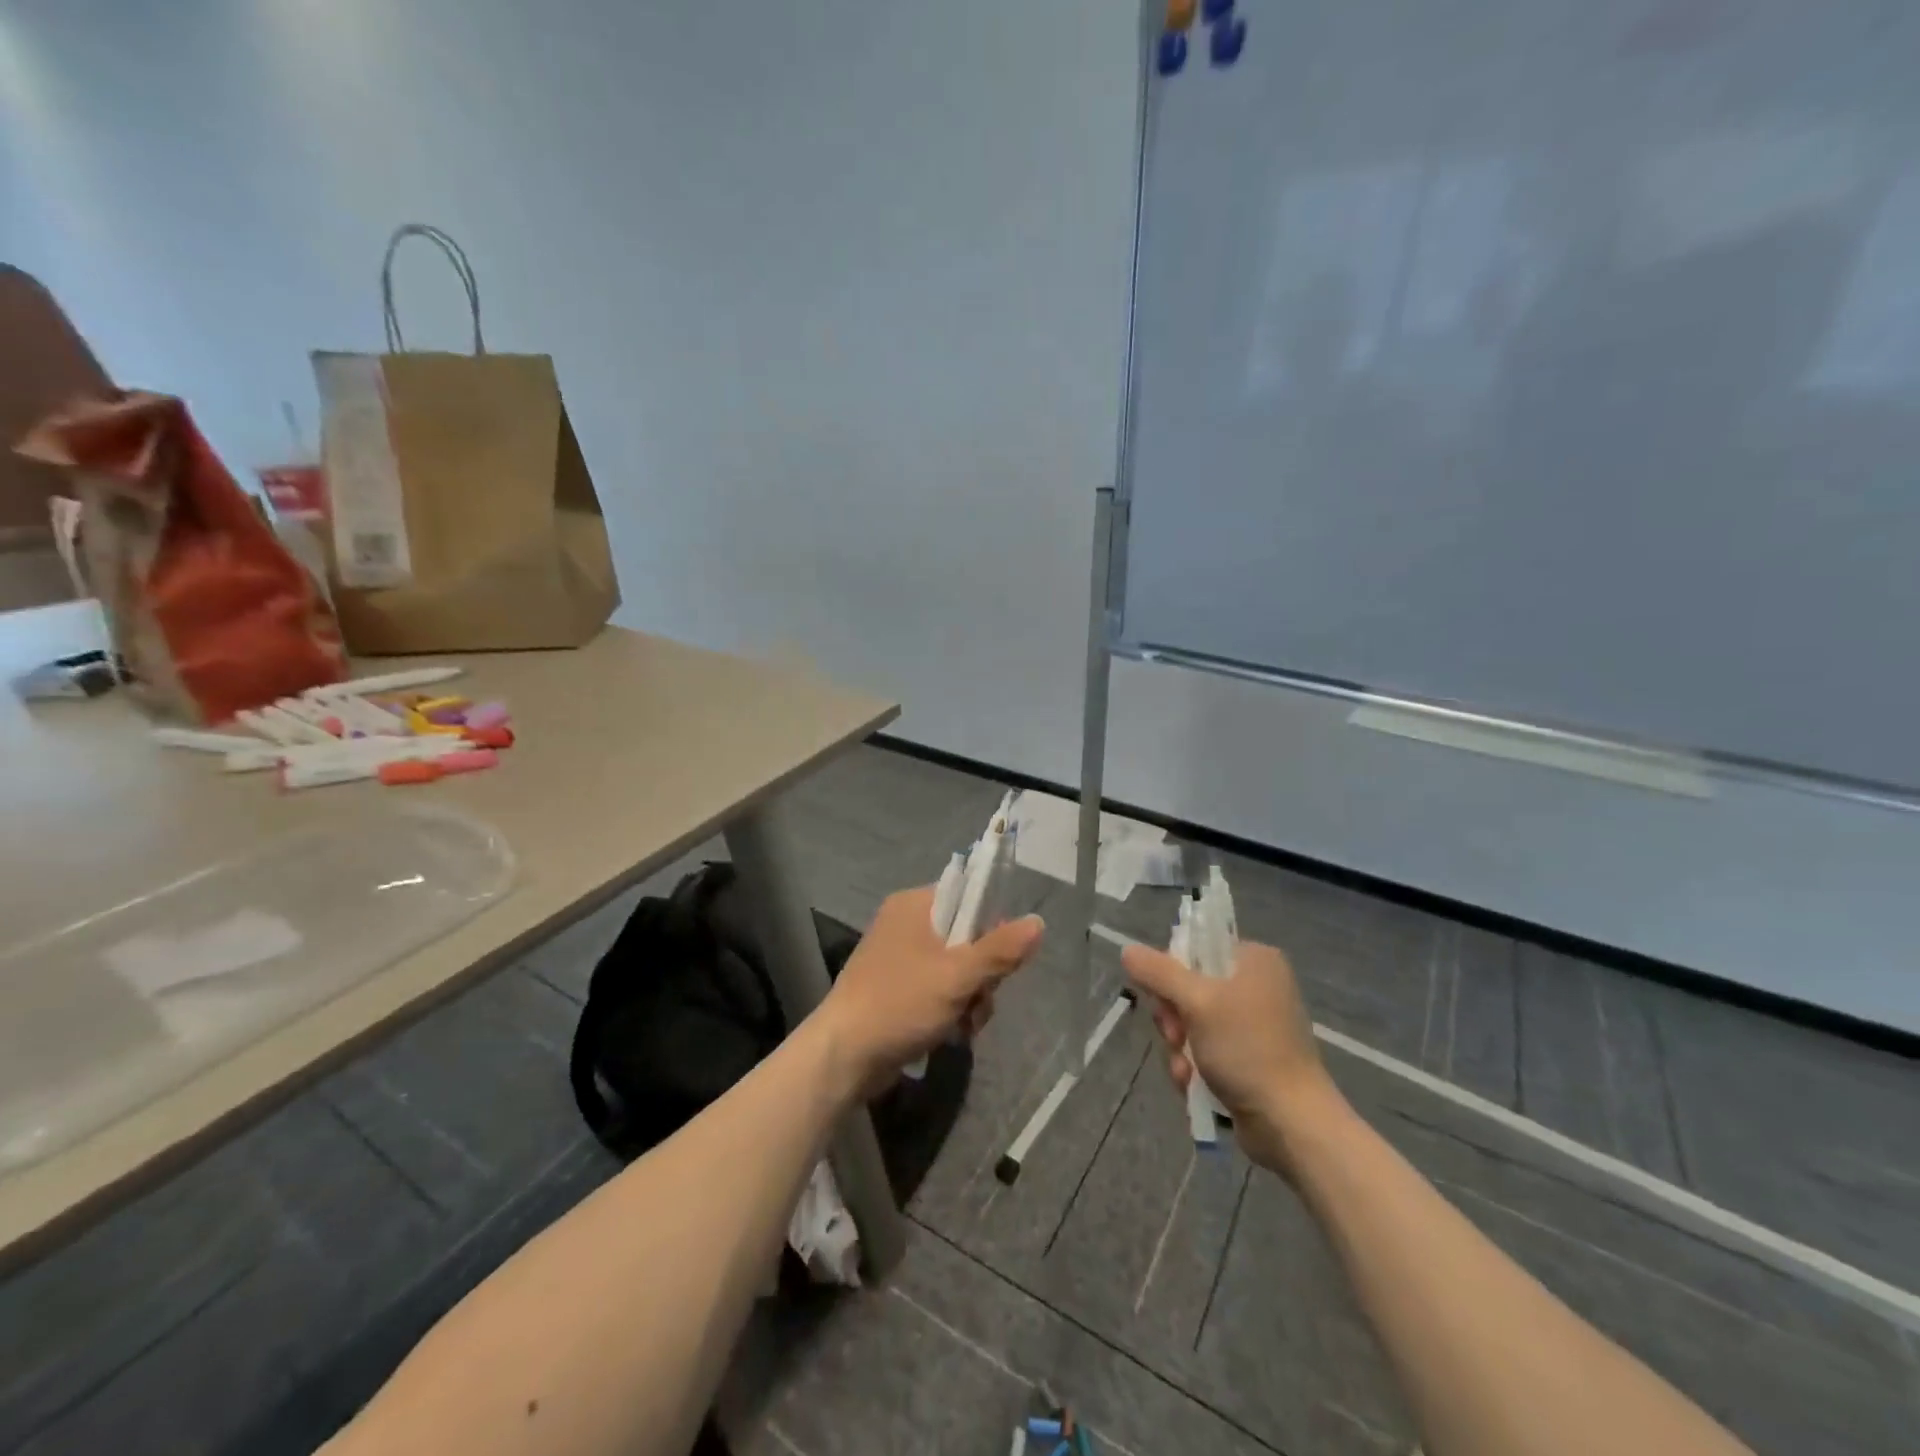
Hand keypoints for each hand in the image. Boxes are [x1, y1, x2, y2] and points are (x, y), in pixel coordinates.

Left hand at [819, 886, 1043, 1093]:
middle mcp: (906, 925)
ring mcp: (900, 959)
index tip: (999, 958)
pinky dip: (951, 1011)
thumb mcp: (957, 976)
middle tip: (979, 998)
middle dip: (982, 975)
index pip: (968, 897)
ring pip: (958, 970)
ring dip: (971, 999)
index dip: (991, 925)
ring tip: (963, 1025)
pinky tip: (951, 1035)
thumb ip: (1000, 950)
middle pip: (967, 937)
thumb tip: (1038, 922)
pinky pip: (940, 991)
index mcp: (914, 905)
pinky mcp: (898, 990)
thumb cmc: (900, 1004)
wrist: (843, 1057)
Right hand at [1122, 938, 1345, 1176]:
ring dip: (1179, 1047)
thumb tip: (1127, 951)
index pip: (1196, 948)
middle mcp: (1257, 986)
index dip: (1171, 971)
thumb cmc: (1247, 1049)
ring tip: (1185, 1069)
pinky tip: (1192, 1084)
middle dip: (1173, 1018)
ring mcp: (1254, 1025)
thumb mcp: (1196, 1002)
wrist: (1292, 1122)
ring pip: (1192, 1023)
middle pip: (1189, 987)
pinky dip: (1194, 1066)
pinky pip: (1206, 1050)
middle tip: (1176, 1036)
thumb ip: (1158, 972)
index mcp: (1255, 960)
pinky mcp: (1250, 1059)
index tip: (1164, 997)